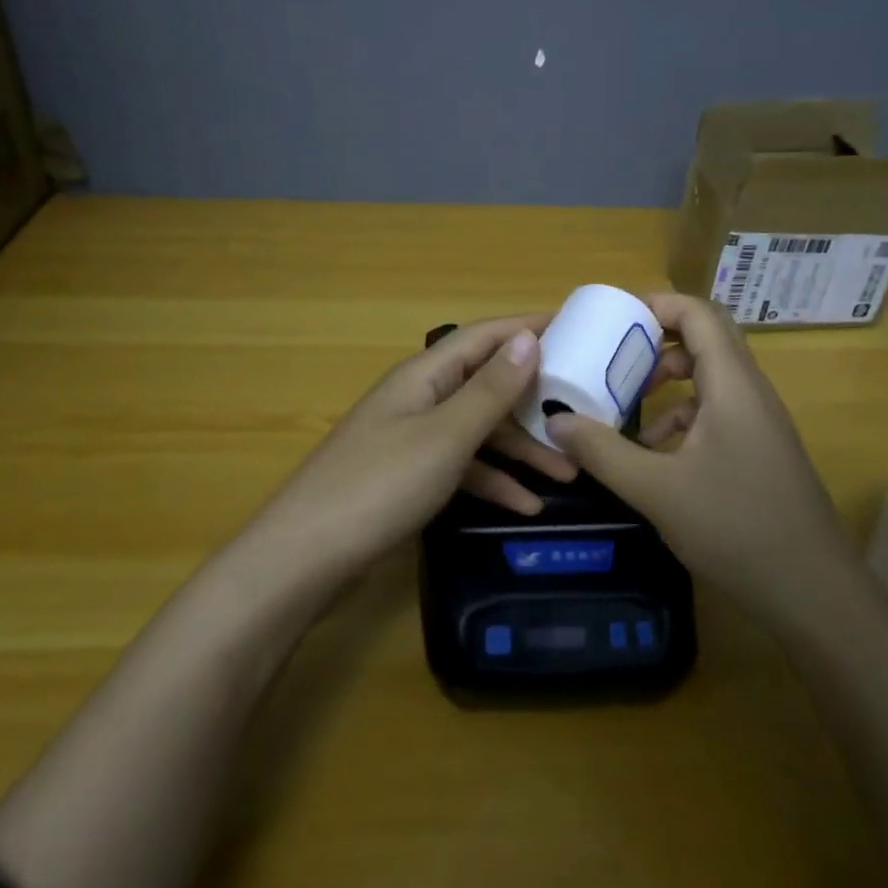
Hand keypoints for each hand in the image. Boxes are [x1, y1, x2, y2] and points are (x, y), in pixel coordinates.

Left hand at [252, 316, 575, 578]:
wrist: (304, 559)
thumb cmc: (379, 486)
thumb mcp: (444, 436)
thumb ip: (489, 390)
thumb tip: (527, 338)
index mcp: (424, 376)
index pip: (484, 337)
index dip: (527, 328)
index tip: (577, 328)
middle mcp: (420, 399)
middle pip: (486, 384)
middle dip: (533, 398)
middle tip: (584, 408)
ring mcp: (412, 440)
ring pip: (478, 431)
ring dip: (521, 448)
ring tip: (569, 471)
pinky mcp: (409, 478)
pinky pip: (462, 468)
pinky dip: (493, 481)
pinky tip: (527, 506)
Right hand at [545, 294, 863, 636]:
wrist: (814, 593)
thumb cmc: (736, 528)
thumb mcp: (656, 490)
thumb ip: (602, 452)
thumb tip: (555, 421)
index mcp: (732, 385)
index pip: (699, 314)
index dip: (658, 304)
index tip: (614, 318)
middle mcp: (750, 392)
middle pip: (705, 341)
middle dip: (657, 343)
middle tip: (615, 357)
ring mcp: (759, 423)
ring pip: (710, 379)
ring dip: (668, 383)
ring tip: (625, 407)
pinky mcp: (760, 451)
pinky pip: (716, 412)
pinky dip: (682, 418)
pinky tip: (654, 454)